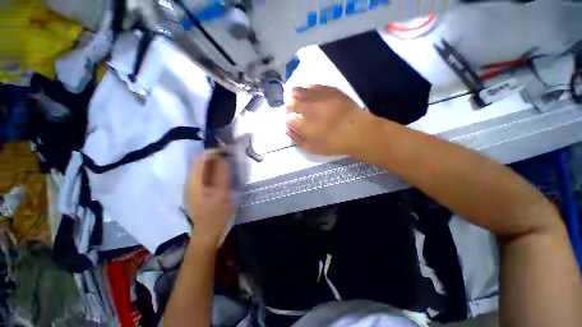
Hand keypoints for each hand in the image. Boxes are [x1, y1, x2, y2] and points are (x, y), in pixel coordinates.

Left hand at [184, 151, 231, 248]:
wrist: (207, 234)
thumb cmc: (216, 215)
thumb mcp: (222, 195)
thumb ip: (222, 175)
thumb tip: (223, 158)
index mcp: (194, 182)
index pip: (200, 158)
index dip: (214, 151)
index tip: (228, 151)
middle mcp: (189, 181)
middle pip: (199, 161)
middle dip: (215, 156)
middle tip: (229, 157)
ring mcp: (192, 186)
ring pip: (202, 167)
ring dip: (214, 163)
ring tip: (228, 164)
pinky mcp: (196, 190)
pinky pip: (204, 174)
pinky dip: (213, 170)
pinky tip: (222, 174)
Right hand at [285, 85, 374, 155]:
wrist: (358, 131)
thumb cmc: (334, 143)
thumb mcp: (313, 148)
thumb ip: (297, 139)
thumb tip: (286, 130)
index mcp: (303, 124)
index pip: (289, 120)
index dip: (287, 120)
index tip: (288, 120)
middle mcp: (308, 108)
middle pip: (292, 104)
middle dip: (288, 106)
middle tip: (287, 107)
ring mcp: (319, 98)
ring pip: (301, 91)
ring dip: (295, 93)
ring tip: (293, 94)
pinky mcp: (330, 91)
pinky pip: (316, 86)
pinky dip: (309, 88)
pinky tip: (308, 89)